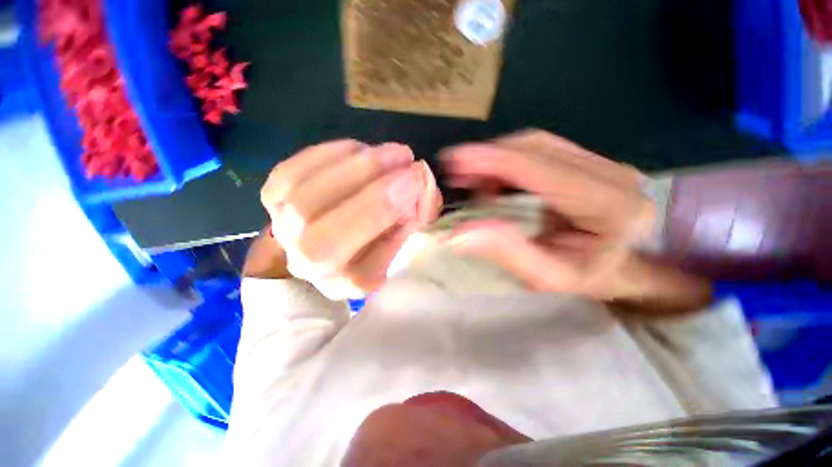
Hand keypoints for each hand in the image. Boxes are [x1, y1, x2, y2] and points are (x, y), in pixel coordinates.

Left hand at [259, 140, 441, 298]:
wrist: (324, 238)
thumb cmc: (373, 238)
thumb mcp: (403, 236)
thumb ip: (416, 216)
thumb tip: (422, 182)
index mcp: (352, 280)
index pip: (369, 256)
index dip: (392, 218)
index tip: (419, 181)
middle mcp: (312, 263)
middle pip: (328, 234)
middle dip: (374, 193)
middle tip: (407, 160)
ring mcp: (283, 230)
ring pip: (305, 199)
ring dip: (356, 167)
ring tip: (392, 151)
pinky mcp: (272, 197)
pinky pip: (291, 172)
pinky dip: (330, 155)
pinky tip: (359, 149)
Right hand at [443, 130, 710, 313]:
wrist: (620, 268)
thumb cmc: (585, 277)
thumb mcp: (545, 276)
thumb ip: (506, 252)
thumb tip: (457, 234)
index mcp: (610, 206)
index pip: (541, 170)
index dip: (493, 161)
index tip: (455, 160)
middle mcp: (613, 174)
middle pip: (537, 147)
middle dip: (488, 156)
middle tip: (456, 172)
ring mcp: (603, 163)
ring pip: (537, 144)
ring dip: (496, 157)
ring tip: (470, 178)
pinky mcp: (589, 161)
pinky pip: (540, 150)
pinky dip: (508, 160)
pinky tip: (492, 178)